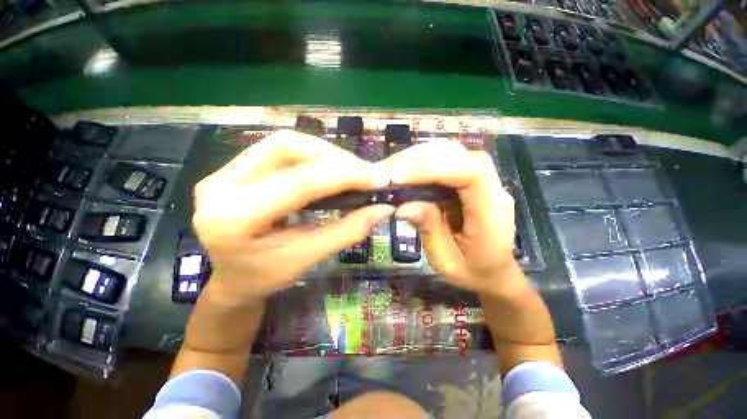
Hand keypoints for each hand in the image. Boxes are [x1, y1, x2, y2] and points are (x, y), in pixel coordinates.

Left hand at [192, 130, 393, 305]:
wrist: (231, 278)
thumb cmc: (265, 277)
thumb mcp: (308, 257)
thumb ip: (347, 231)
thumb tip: (384, 209)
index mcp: (234, 218)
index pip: (299, 182)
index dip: (344, 175)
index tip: (378, 178)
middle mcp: (220, 184)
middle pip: (287, 146)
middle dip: (334, 157)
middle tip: (364, 174)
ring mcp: (223, 172)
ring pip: (285, 143)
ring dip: (324, 154)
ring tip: (349, 173)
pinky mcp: (233, 168)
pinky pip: (280, 150)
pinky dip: (312, 157)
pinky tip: (328, 172)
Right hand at [378, 140, 523, 295]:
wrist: (495, 271)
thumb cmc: (473, 271)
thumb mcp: (446, 261)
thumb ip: (429, 231)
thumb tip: (402, 206)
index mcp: (491, 213)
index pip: (470, 173)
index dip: (434, 168)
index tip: (399, 176)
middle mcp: (493, 190)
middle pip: (461, 156)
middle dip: (422, 159)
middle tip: (390, 171)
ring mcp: (485, 183)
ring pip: (455, 153)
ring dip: (422, 157)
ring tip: (396, 169)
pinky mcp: (473, 182)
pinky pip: (450, 162)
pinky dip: (426, 162)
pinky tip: (410, 171)